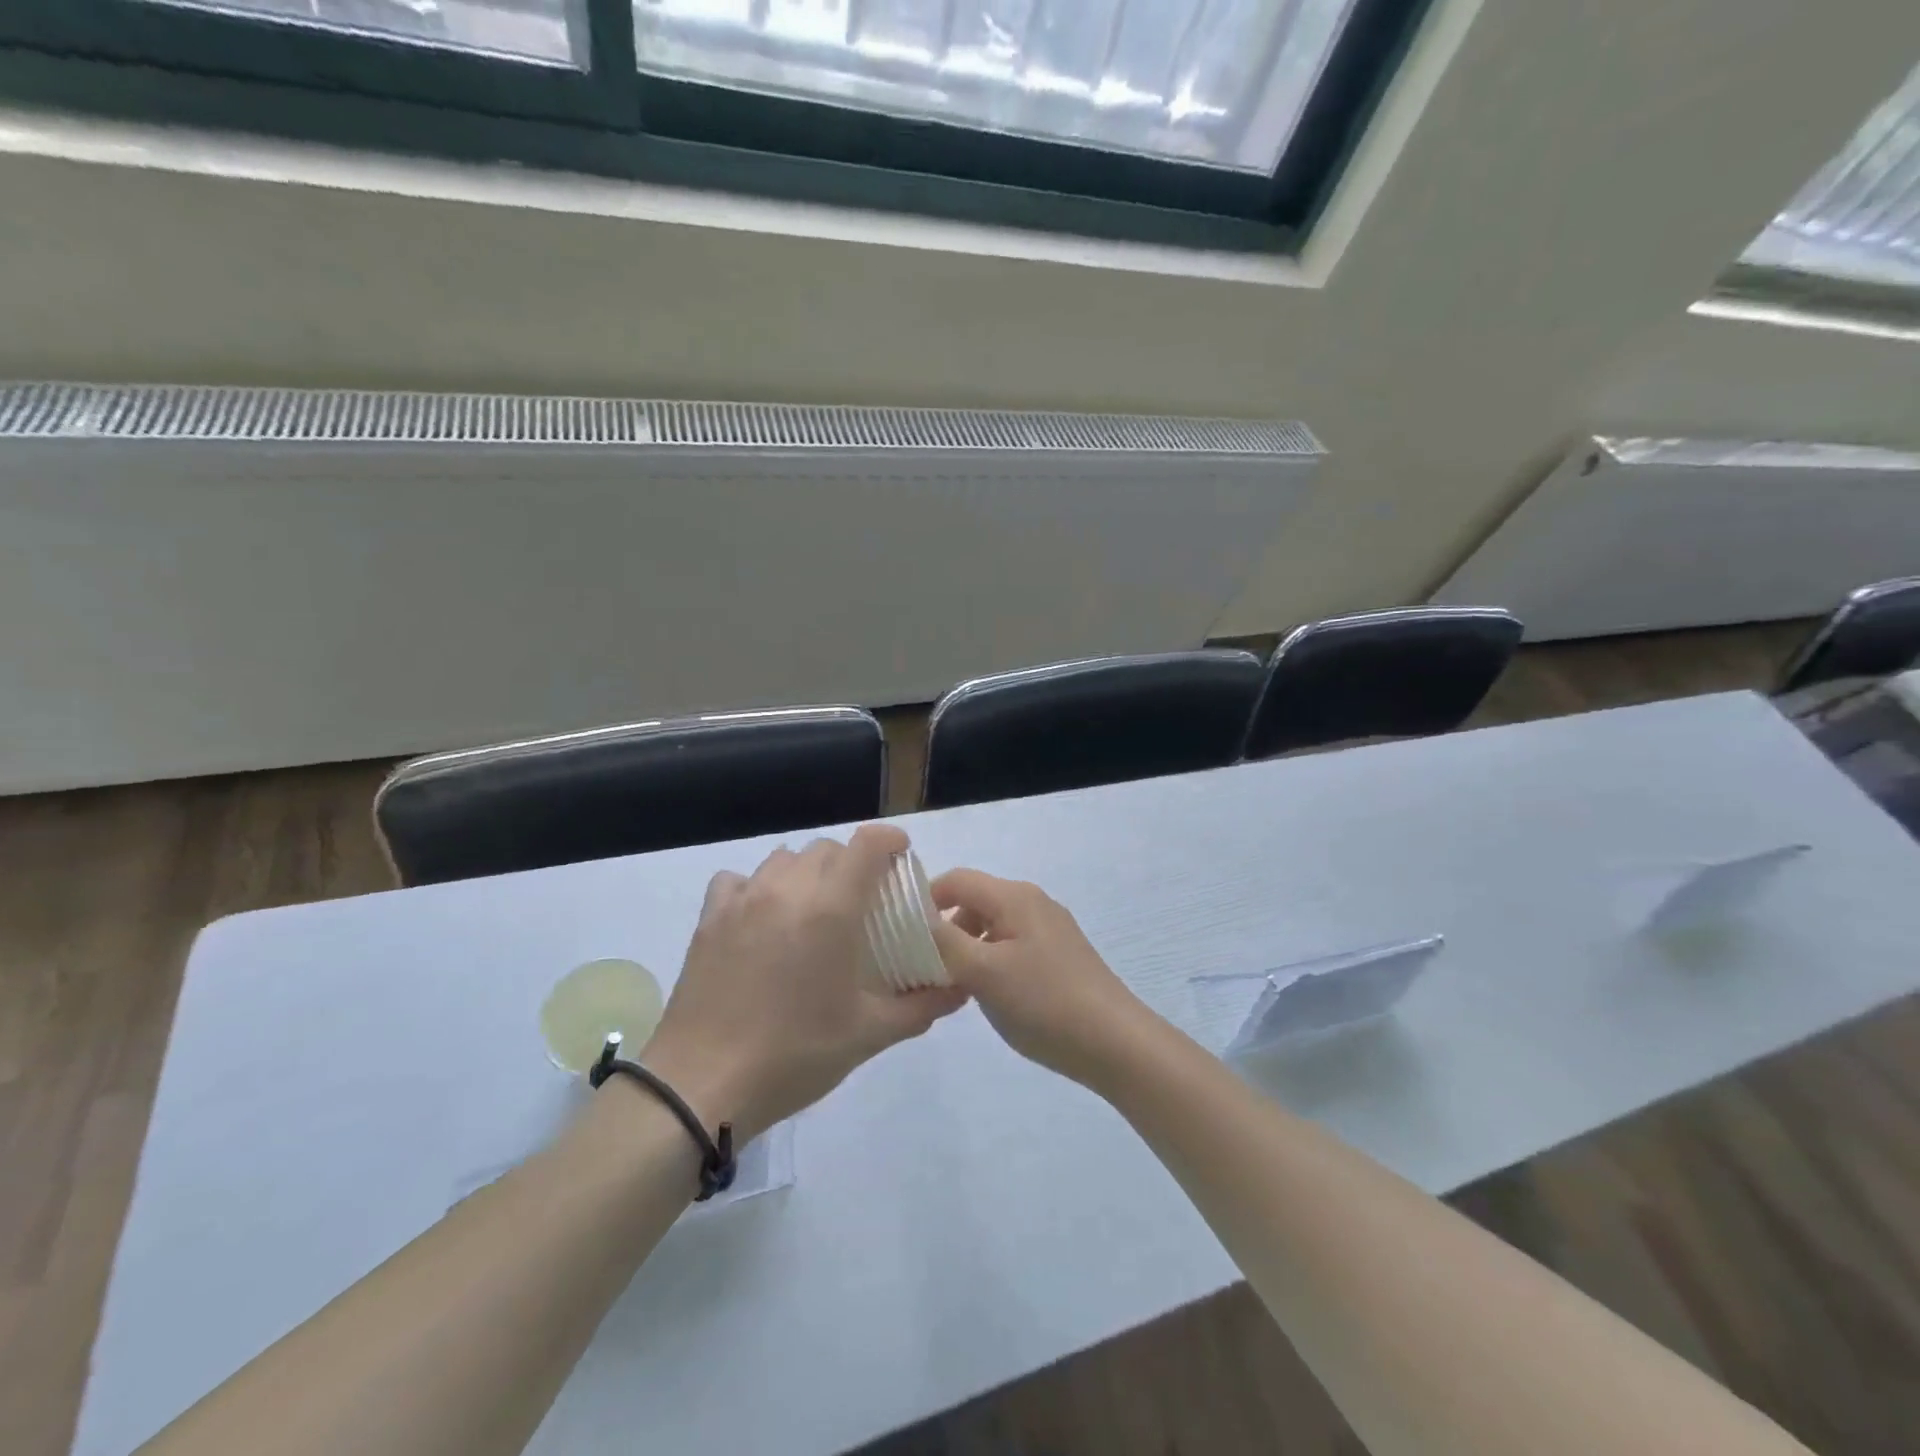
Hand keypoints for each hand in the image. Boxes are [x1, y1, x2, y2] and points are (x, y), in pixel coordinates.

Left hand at [642, 824, 967, 1141]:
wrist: (701, 1084)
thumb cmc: (795, 1054)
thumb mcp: (869, 1034)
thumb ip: (921, 1006)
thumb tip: (960, 989)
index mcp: (831, 908)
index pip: (867, 844)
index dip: (891, 841)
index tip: (903, 857)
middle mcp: (787, 889)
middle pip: (827, 849)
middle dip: (852, 863)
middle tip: (862, 900)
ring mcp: (743, 900)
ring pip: (784, 859)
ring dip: (808, 873)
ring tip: (813, 909)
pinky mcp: (709, 918)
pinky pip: (738, 880)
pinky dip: (758, 887)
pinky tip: (761, 918)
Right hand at [928, 869, 1152, 1089]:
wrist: (1115, 1043)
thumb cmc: (1044, 1002)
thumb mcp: (982, 972)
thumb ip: (943, 940)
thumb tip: (914, 915)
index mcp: (1014, 897)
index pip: (956, 879)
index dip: (924, 900)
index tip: (899, 934)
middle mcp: (1033, 902)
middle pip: (974, 901)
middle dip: (944, 929)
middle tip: (923, 967)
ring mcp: (1050, 929)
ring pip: (992, 926)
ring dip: (967, 948)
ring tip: (953, 987)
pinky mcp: (1060, 955)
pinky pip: (1012, 946)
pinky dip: (990, 961)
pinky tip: (988, 995)